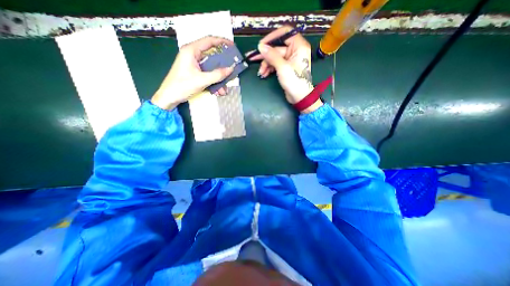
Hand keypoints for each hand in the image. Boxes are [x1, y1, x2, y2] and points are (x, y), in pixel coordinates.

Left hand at [151, 35, 236, 109]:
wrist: (169, 97)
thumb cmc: (182, 86)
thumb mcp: (202, 80)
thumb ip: (217, 74)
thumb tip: (230, 69)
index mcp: (191, 51)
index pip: (209, 41)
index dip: (222, 42)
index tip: (233, 47)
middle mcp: (193, 55)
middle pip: (212, 56)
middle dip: (223, 66)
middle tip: (232, 69)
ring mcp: (194, 65)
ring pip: (211, 68)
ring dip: (219, 79)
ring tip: (224, 89)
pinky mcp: (195, 73)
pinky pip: (208, 75)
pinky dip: (214, 82)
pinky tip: (218, 91)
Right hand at [248, 24, 319, 112]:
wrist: (299, 97)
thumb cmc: (295, 81)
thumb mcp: (282, 68)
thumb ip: (272, 55)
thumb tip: (261, 46)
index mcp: (299, 46)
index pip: (285, 33)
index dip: (272, 37)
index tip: (261, 44)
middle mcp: (295, 50)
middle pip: (277, 47)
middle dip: (265, 55)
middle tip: (253, 57)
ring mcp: (289, 60)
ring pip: (274, 57)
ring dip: (266, 64)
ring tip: (261, 72)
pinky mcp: (285, 68)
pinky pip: (275, 64)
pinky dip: (269, 68)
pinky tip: (264, 74)